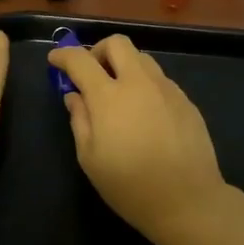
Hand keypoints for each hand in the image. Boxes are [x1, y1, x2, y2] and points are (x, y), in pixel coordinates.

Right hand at [48, 35, 229, 244]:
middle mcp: (139, 82)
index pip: (80, 59)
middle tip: (91, 73)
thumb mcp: (90, 159)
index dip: (63, 55)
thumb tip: (74, 96)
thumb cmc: (130, 185)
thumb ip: (79, 120)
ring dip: (124, 65)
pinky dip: (144, 84)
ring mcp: (166, 89)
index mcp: (109, 96)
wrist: (188, 201)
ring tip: (118, 93)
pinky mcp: (186, 100)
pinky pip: (160, 79)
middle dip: (98, 50)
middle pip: (117, 43)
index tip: (55, 60)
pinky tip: (144, 113)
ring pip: (142, 58)